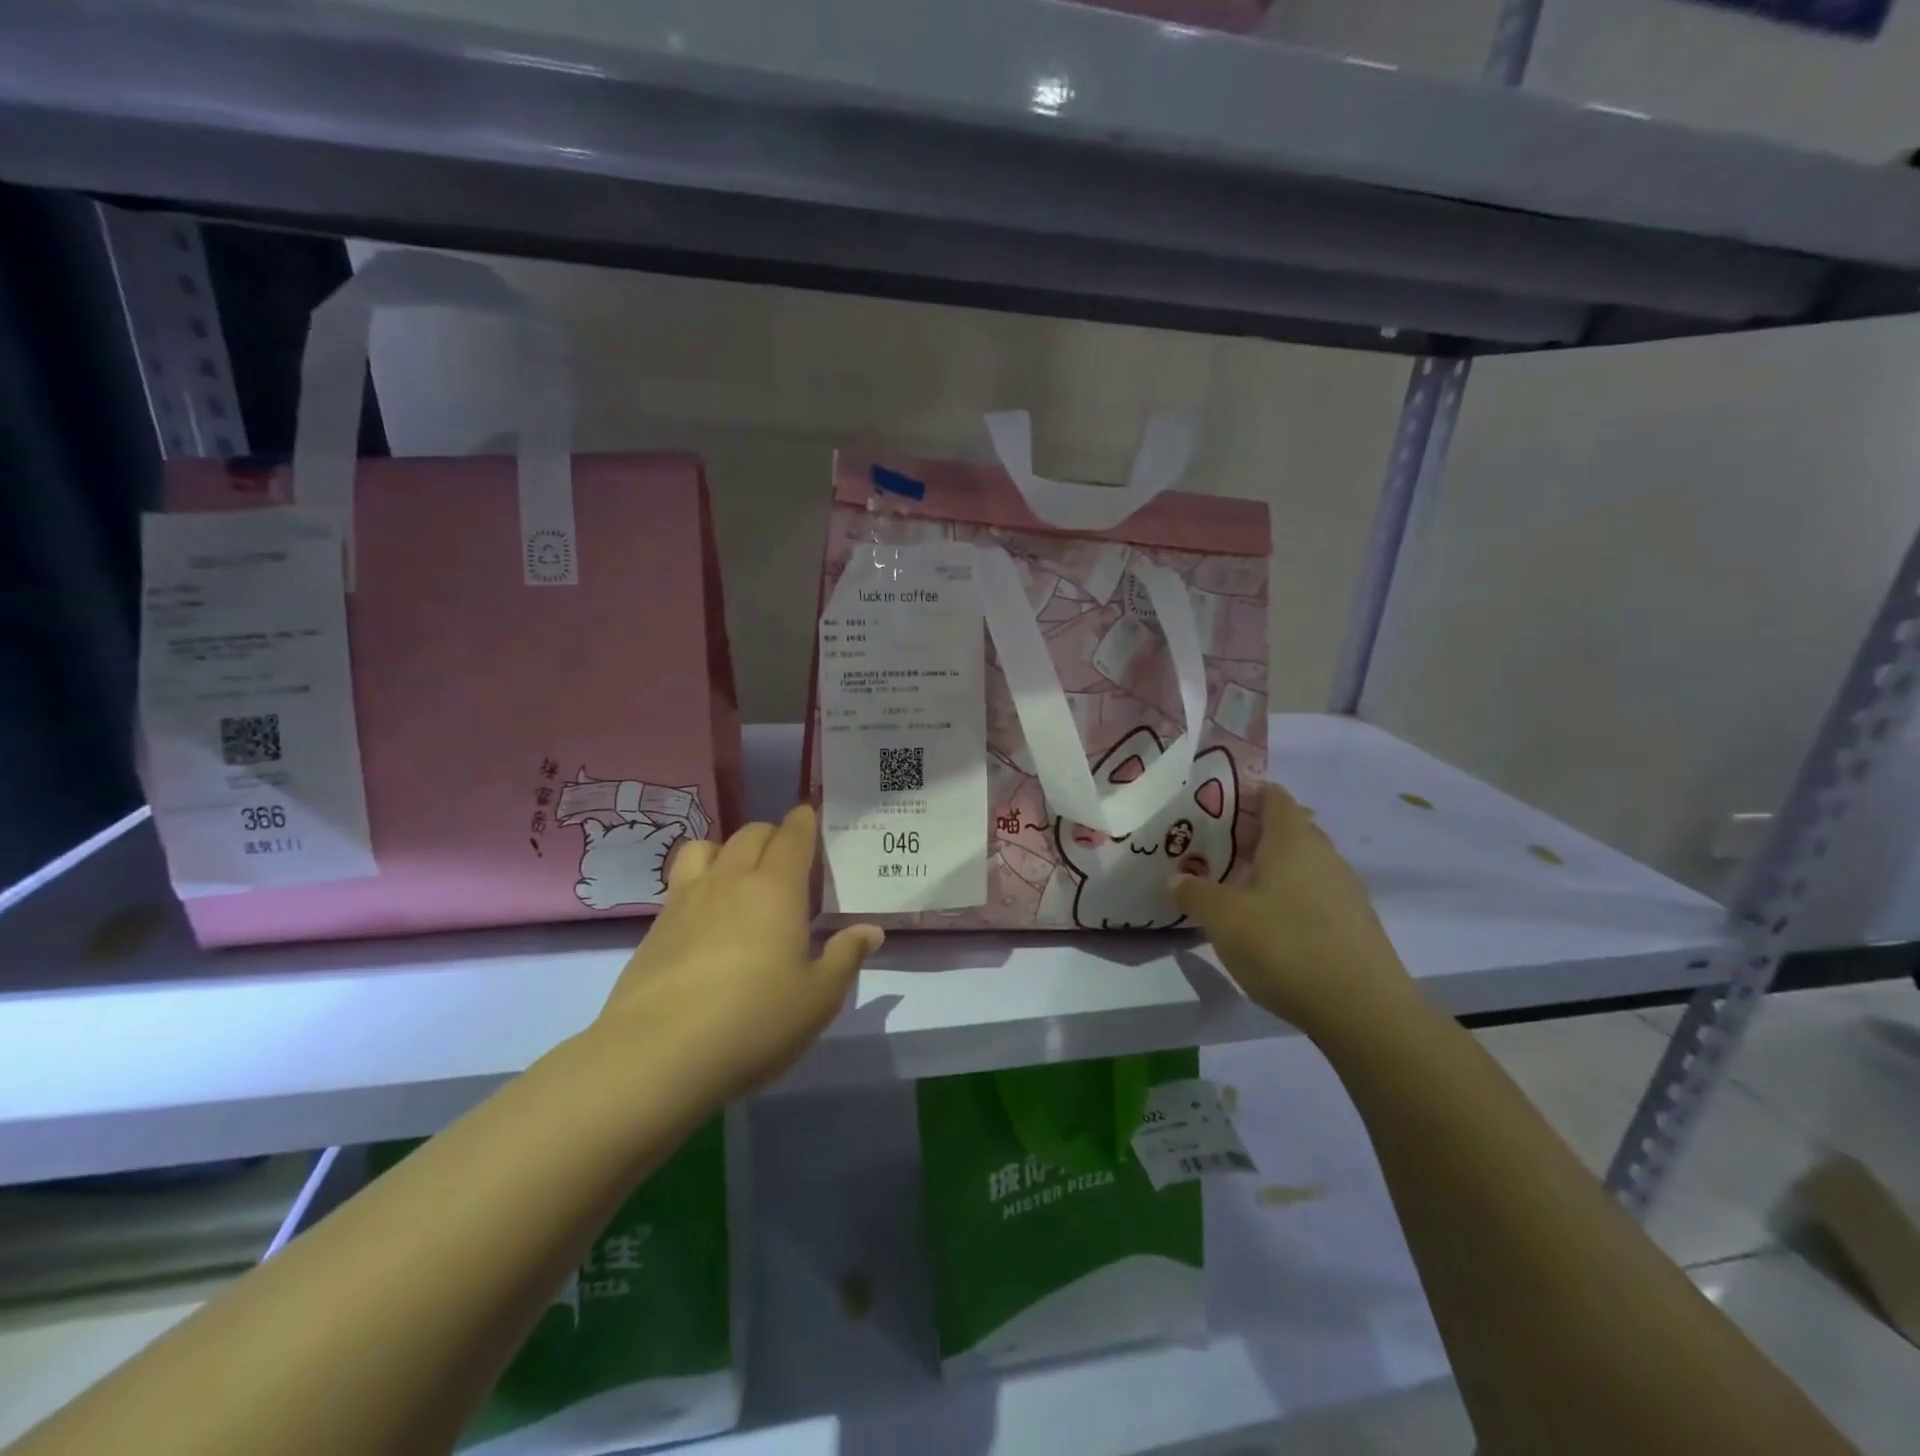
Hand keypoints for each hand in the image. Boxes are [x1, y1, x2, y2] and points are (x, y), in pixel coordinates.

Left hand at [594, 805, 882, 1102]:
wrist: (659, 1056)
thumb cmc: (756, 1021)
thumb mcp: (819, 998)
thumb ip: (845, 957)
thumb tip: (869, 931)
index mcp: (776, 888)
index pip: (792, 835)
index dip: (804, 821)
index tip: (811, 817)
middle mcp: (730, 881)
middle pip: (750, 834)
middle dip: (772, 836)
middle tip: (788, 862)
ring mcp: (686, 901)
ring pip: (705, 848)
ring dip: (727, 851)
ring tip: (739, 879)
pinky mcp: (655, 929)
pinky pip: (680, 884)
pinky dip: (699, 884)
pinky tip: (706, 920)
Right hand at [1171, 783, 1417, 1040]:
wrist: (1362, 1009)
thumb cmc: (1285, 945)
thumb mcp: (1223, 918)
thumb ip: (1195, 892)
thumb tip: (1176, 877)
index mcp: (1293, 839)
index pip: (1273, 796)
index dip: (1246, 793)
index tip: (1214, 803)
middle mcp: (1324, 854)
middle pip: (1289, 828)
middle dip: (1254, 833)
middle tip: (1215, 846)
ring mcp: (1345, 889)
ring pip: (1303, 863)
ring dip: (1272, 868)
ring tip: (1236, 885)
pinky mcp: (1355, 924)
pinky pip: (1315, 894)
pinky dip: (1290, 896)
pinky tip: (1268, 923)